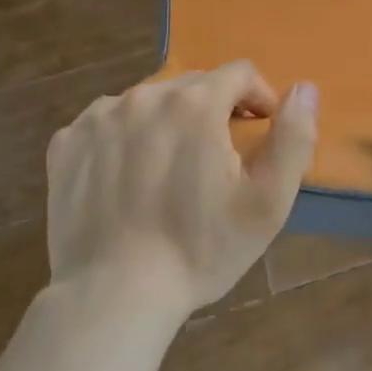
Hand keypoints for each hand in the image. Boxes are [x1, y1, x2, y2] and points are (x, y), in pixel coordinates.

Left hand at [46, 63, 316, 316]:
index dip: (258, 97)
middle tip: (218, 158)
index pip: (240, 73)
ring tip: (171, 169)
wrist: (114, 297)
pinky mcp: (67, 143)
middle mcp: (146, 94)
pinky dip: (125, 137)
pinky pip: (108, 122)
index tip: (260, 130)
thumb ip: (294, 136)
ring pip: (150, 102)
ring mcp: (101, 116)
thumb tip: (304, 88)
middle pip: (194, 85)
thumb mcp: (269, 200)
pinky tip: (128, 177)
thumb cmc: (200, 248)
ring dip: (169, 121)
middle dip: (214, 110)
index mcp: (197, 101)